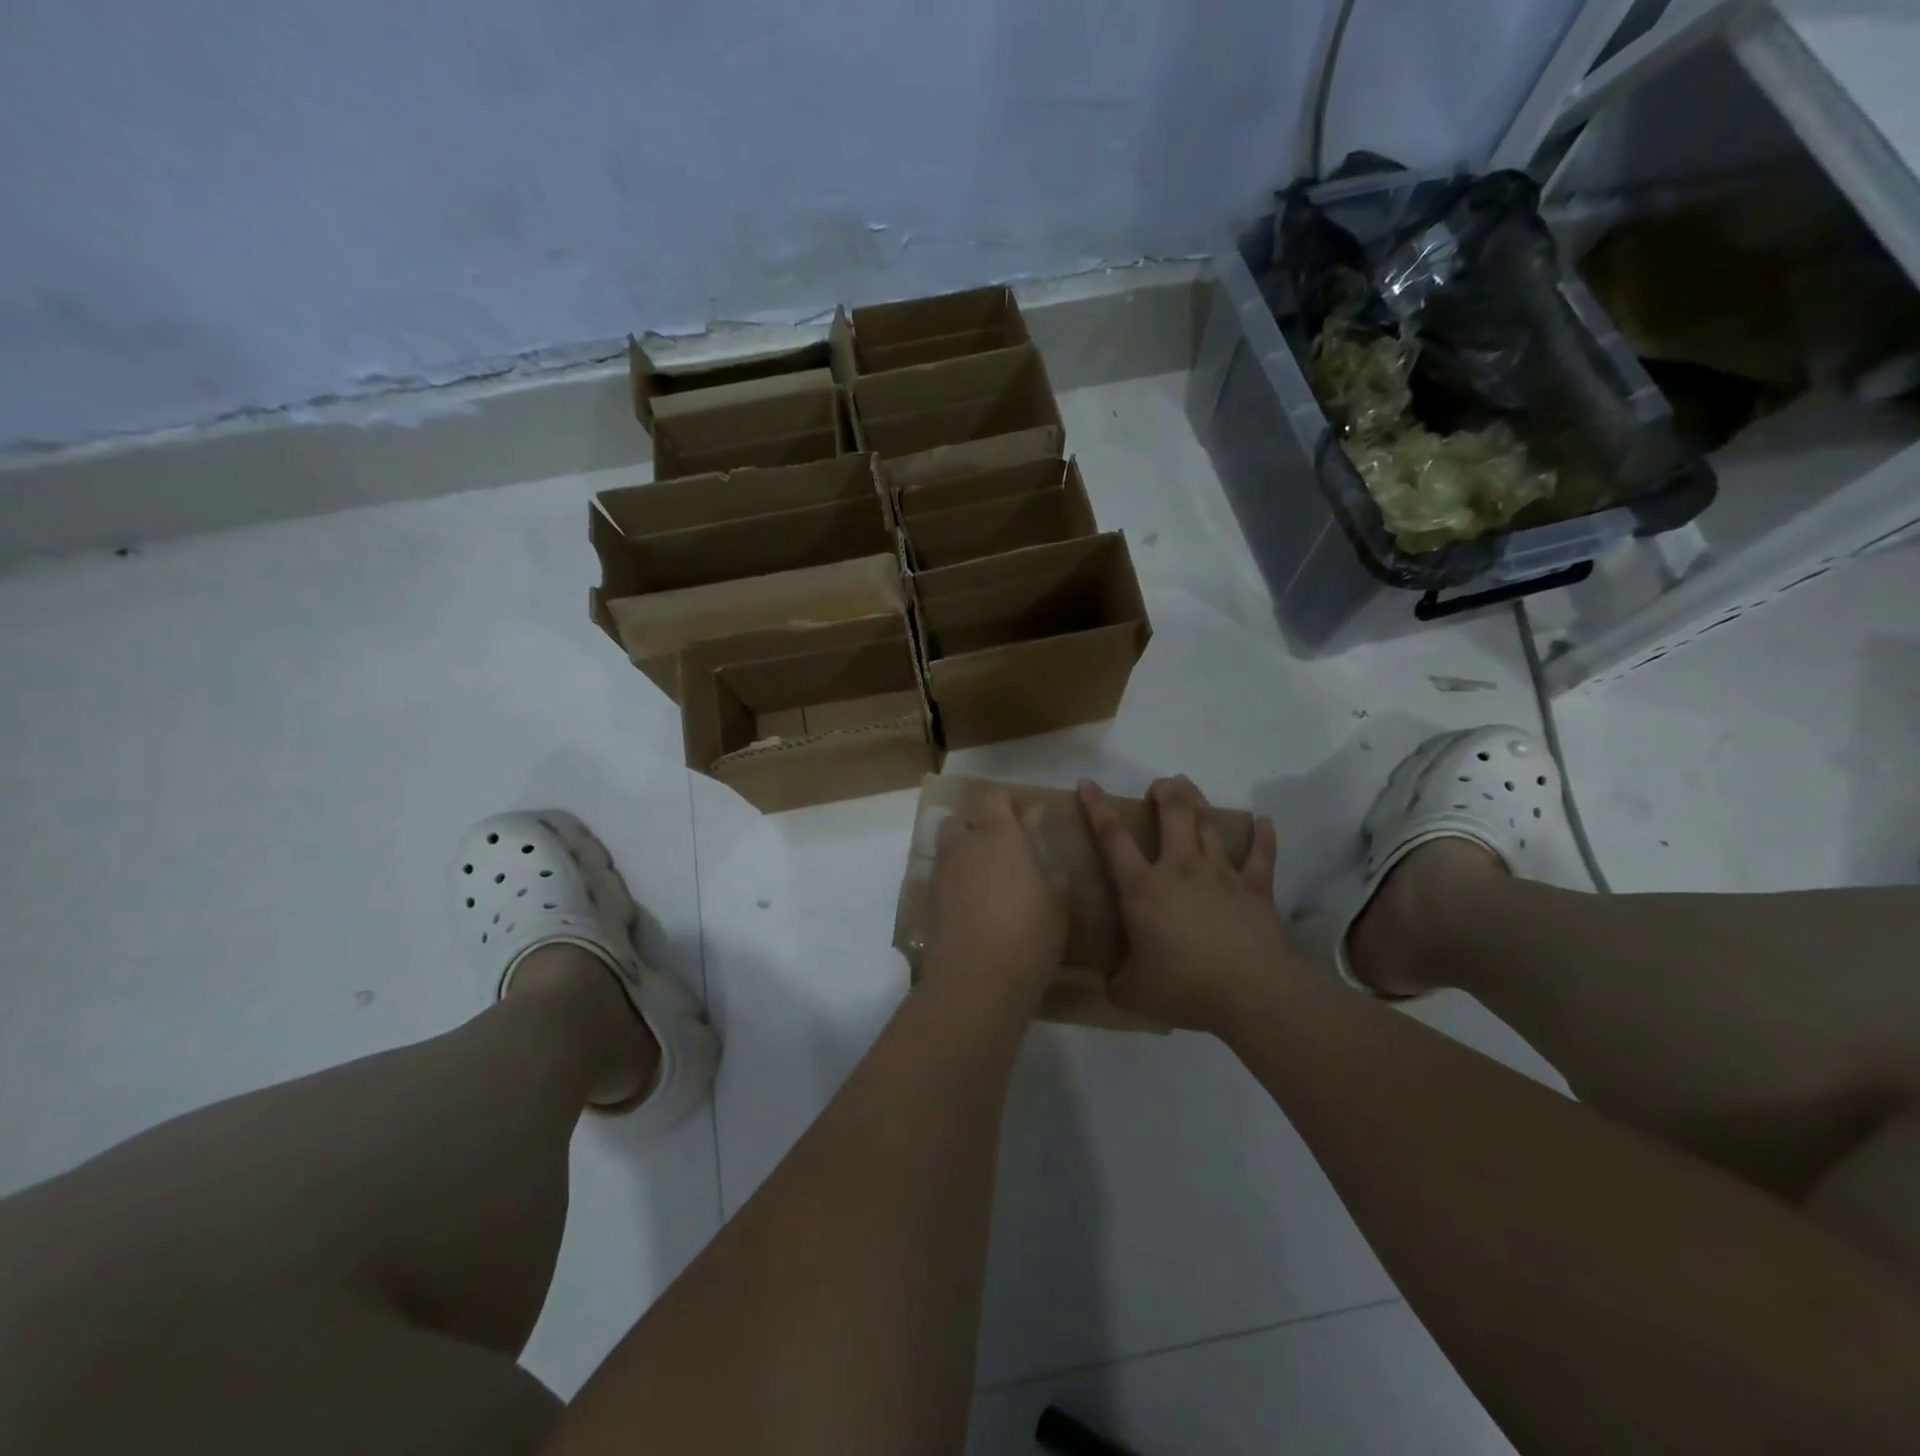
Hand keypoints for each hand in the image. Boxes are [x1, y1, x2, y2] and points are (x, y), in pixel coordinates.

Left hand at [922, 787, 1067, 1003]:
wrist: (976, 981)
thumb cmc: (1029, 935)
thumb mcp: (1057, 905)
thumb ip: (1050, 874)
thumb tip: (1048, 863)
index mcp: (1000, 836)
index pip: (996, 798)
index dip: (1009, 802)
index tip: (1027, 817)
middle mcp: (965, 845)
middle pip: (962, 820)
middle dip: (978, 827)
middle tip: (1003, 850)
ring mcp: (942, 873)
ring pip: (948, 849)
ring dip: (964, 854)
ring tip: (987, 879)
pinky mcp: (929, 900)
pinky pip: (943, 877)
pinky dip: (956, 882)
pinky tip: (974, 905)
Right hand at [1078, 775, 1301, 1033]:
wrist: (1250, 993)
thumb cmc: (1184, 988)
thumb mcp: (1133, 992)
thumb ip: (1117, 981)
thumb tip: (1109, 983)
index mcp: (1142, 888)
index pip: (1112, 837)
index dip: (1097, 806)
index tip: (1088, 782)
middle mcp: (1180, 869)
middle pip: (1173, 814)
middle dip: (1164, 791)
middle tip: (1159, 785)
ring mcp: (1221, 875)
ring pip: (1209, 825)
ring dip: (1198, 802)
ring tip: (1190, 788)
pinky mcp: (1255, 890)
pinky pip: (1261, 856)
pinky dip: (1264, 837)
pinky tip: (1265, 821)